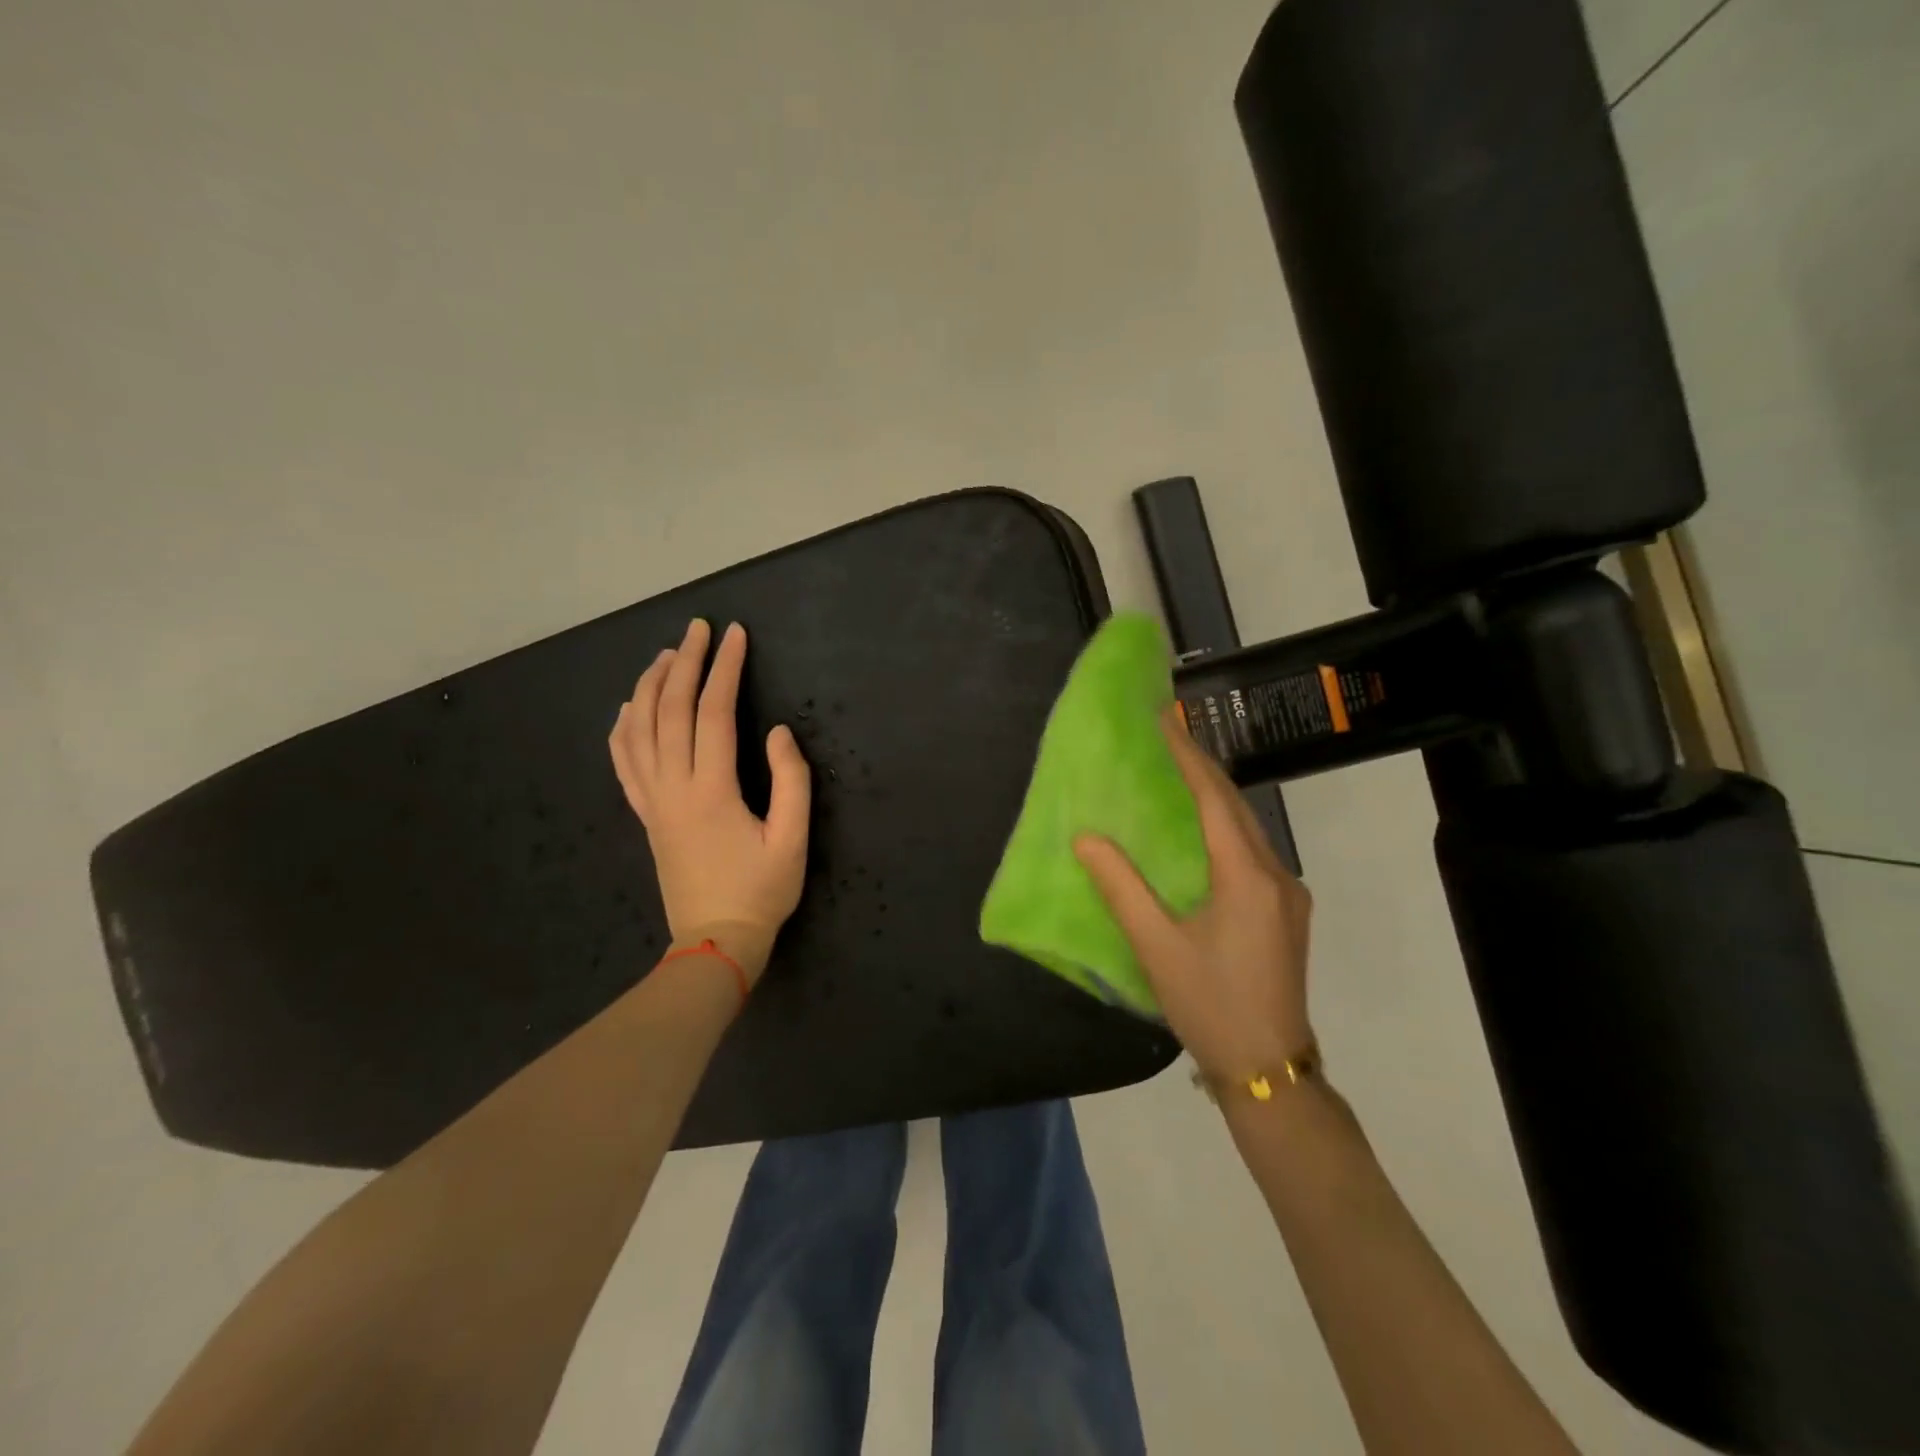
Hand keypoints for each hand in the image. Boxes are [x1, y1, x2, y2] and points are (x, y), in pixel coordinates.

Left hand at [609, 619, 810, 983]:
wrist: (715, 941)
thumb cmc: (761, 891)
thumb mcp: (793, 839)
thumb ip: (791, 780)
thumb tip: (778, 731)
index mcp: (712, 790)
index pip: (715, 712)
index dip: (726, 669)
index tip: (736, 634)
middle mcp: (673, 787)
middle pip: (670, 711)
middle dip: (686, 663)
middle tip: (699, 628)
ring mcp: (652, 801)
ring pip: (639, 730)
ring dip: (650, 686)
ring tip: (666, 655)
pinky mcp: (646, 815)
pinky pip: (623, 763)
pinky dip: (622, 728)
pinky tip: (629, 707)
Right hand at [1075, 713, 1312, 1081]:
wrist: (1268, 1069)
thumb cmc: (1209, 1005)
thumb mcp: (1156, 947)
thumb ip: (1120, 887)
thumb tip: (1086, 837)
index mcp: (1246, 878)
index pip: (1214, 800)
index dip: (1187, 757)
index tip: (1165, 720)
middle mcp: (1276, 875)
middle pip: (1237, 807)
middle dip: (1202, 768)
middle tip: (1169, 735)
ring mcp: (1288, 894)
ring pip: (1249, 828)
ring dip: (1215, 796)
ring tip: (1180, 770)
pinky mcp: (1287, 912)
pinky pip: (1253, 851)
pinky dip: (1225, 826)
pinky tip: (1203, 830)